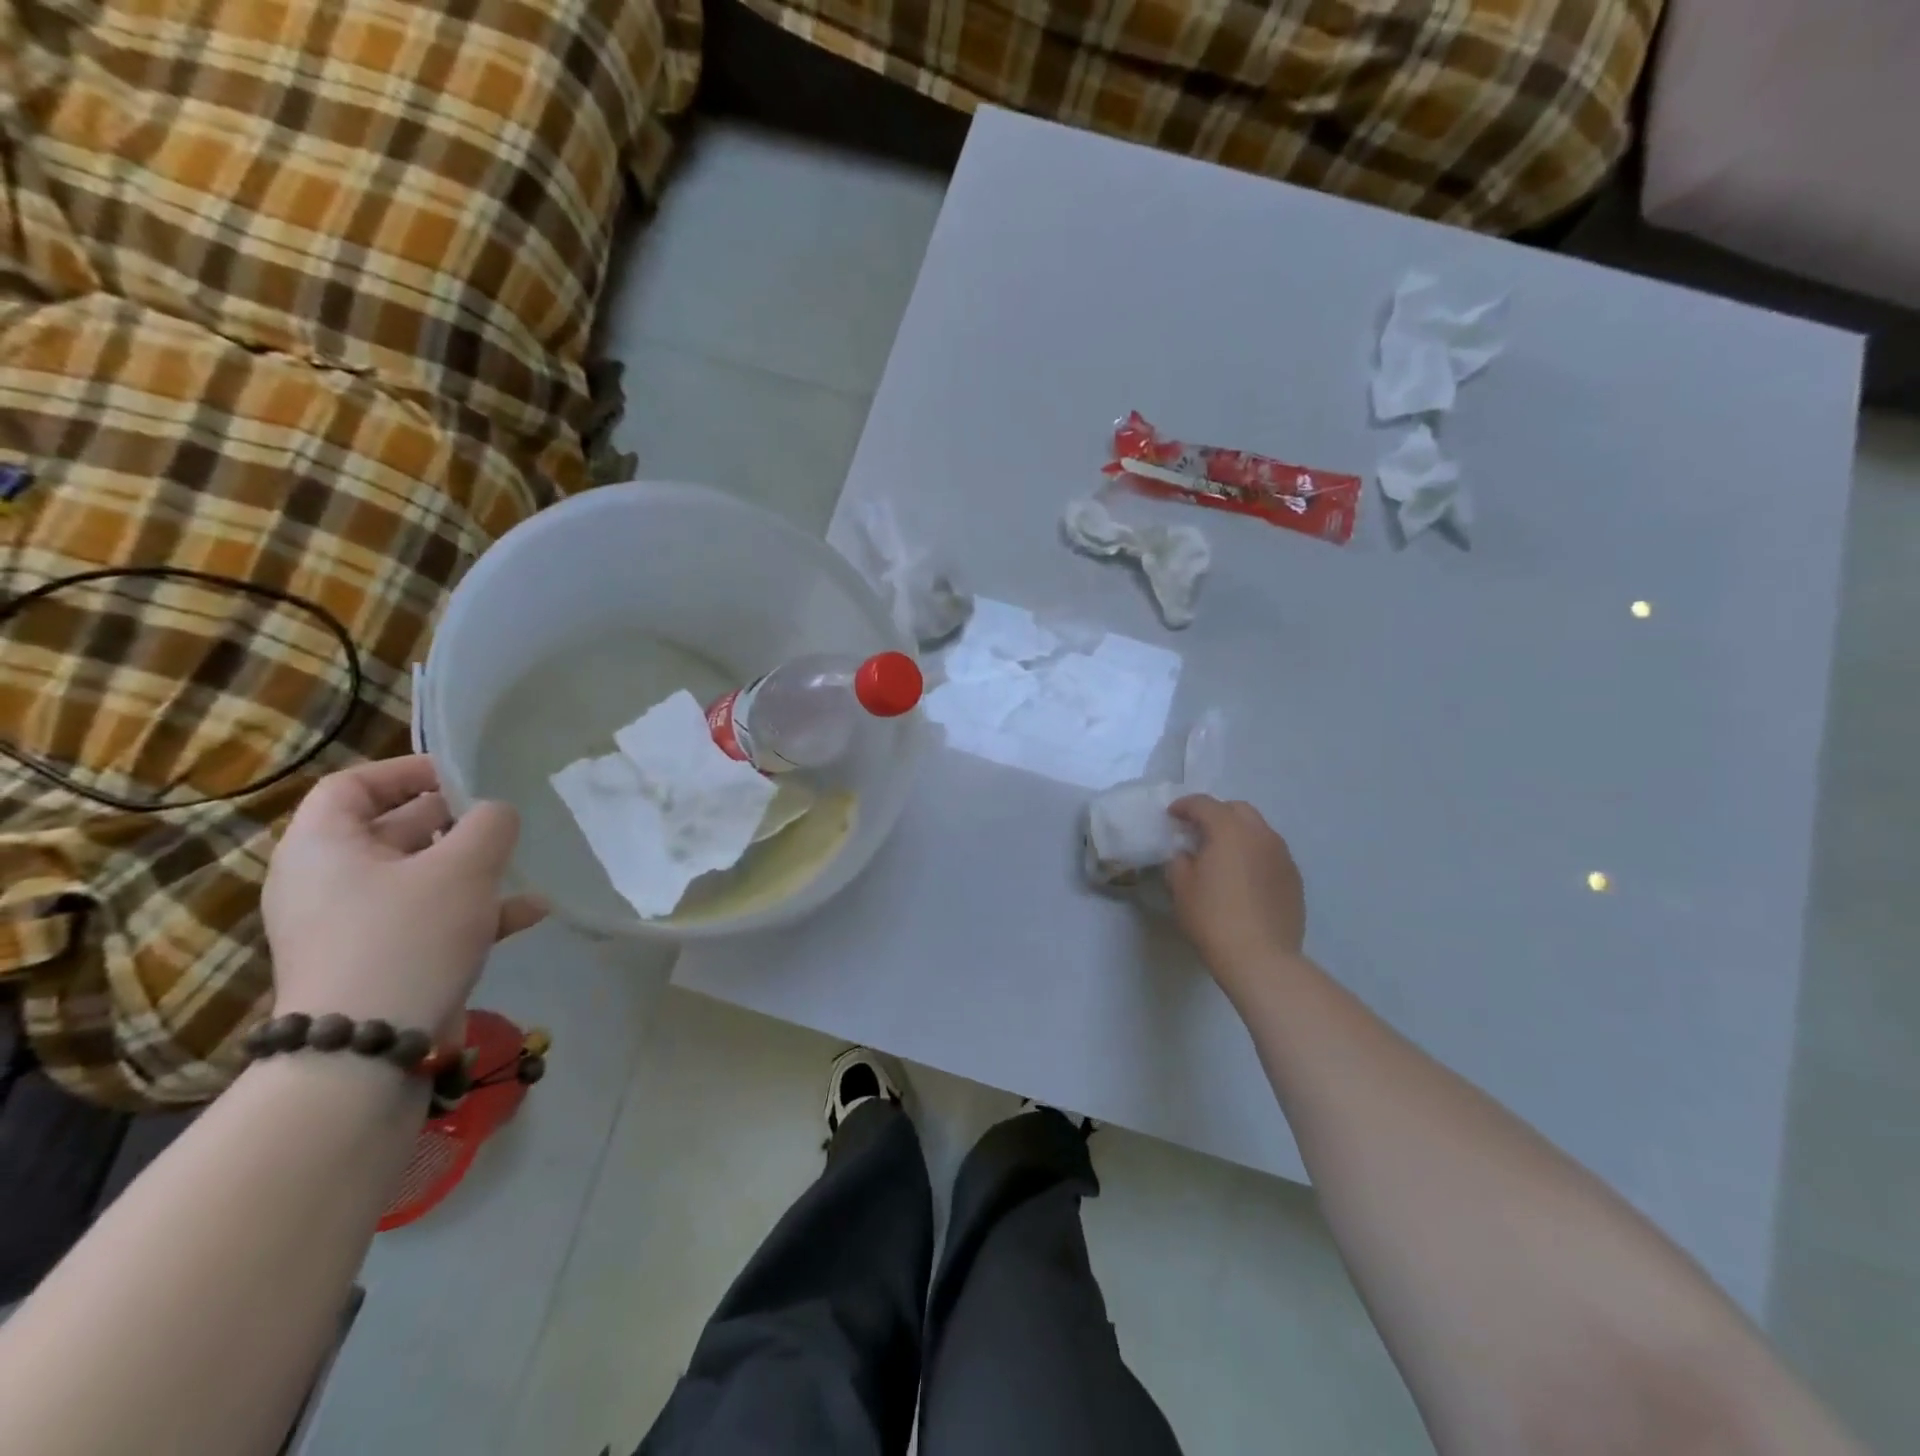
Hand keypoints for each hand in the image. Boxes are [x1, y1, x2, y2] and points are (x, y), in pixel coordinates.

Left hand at [261, 757, 546, 1037]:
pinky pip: (430, 920)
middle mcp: (328, 882)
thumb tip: (496, 813)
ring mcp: (353, 926)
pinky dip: (475, 912)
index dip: (407, 771)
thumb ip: (490, 824)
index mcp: (324, 847)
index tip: (462, 776)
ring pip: (419, 878)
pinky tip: (531, 911)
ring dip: (473, 868)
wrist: (368, 1050)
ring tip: (522, 863)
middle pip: (392, 831)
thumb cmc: (408, 935)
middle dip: (453, 822)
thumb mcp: (463, 866)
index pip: (353, 785)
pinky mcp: (381, 961)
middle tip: (502, 818)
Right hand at [1166, 796, 1306, 999]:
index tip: (1171, 815)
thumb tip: (1186, 855)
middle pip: (1237, 810)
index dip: (1184, 806)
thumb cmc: (1213, 918)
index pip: (1204, 804)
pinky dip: (1254, 854)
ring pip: (1258, 830)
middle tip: (1198, 831)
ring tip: (1223, 854)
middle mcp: (1260, 835)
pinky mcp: (1294, 878)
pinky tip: (1244, 877)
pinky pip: (1271, 853)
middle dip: (1216, 814)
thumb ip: (1179, 861)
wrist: (1261, 958)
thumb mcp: (1181, 888)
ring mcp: (1282, 856)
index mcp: (1229, 830)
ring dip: (1238, 833)